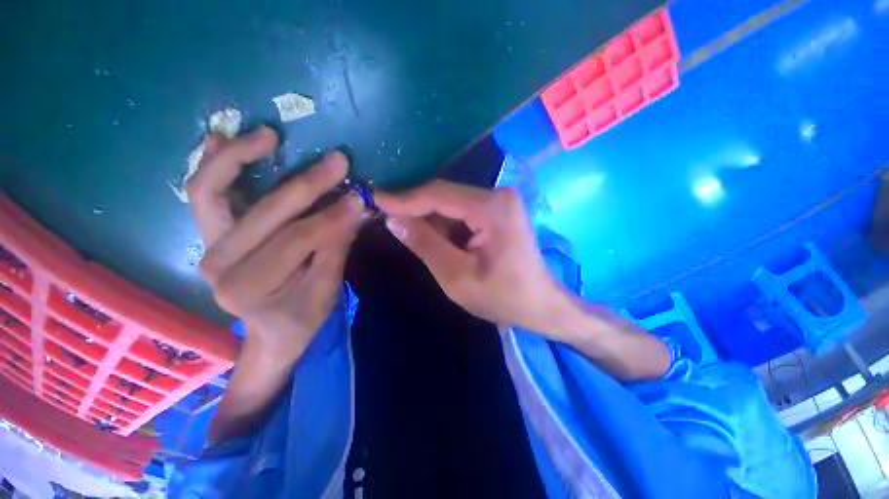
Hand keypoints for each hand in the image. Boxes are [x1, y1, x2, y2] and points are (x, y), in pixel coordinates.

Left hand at [187, 127, 367, 361]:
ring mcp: (208, 246)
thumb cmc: (302, 317)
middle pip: (264, 214)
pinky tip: (220, 137)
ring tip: (269, 134)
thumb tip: (354, 209)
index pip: (296, 241)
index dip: (330, 218)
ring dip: (239, 157)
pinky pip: (203, 194)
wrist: (271, 332)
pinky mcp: (210, 234)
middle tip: (337, 162)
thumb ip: (336, 248)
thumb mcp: (326, 291)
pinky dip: (212, 164)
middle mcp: (218, 265)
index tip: (358, 199)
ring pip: (211, 191)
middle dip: (306, 186)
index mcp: (250, 287)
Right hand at [375, 180, 570, 334]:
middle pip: (446, 195)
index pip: (439, 194)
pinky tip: (439, 240)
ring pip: (452, 203)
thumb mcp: (456, 277)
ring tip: (413, 237)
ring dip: (431, 219)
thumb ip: (424, 244)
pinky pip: (463, 211)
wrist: (540, 305)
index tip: (376, 199)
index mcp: (492, 208)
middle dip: (416, 209)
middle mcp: (498, 195)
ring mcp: (501, 201)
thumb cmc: (502, 297)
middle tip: (388, 220)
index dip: (405, 198)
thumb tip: (393, 219)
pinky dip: (446, 224)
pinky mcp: (499, 210)